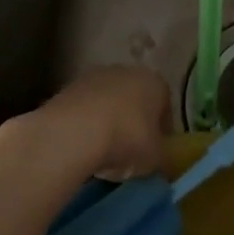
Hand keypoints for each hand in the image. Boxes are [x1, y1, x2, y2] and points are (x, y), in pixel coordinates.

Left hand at [0, 65, 170, 184]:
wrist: (74, 131)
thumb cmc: (127, 139)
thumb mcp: (156, 159)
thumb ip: (163, 159)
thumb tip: (162, 163)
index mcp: (155, 82)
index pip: (165, 107)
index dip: (162, 132)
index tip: (155, 153)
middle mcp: (126, 71)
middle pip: (135, 101)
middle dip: (133, 125)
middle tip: (130, 154)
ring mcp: (94, 76)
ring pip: (108, 104)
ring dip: (108, 124)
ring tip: (103, 155)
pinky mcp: (68, 88)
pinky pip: (84, 111)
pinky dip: (86, 126)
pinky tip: (83, 148)